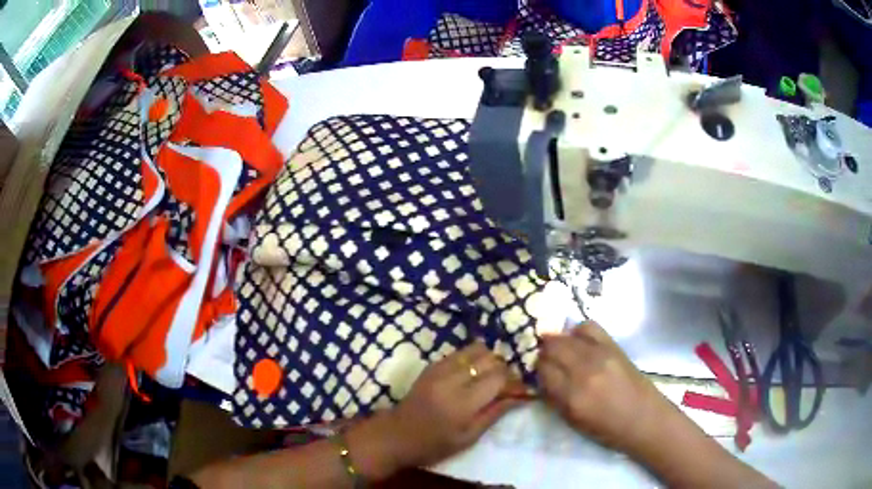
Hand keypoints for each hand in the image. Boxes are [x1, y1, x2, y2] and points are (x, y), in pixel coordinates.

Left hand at [385, 342, 525, 467]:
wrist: (396, 435)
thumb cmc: (434, 445)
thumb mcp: (468, 437)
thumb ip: (494, 413)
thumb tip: (520, 396)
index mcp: (462, 403)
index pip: (498, 378)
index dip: (514, 382)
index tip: (521, 390)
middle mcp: (451, 380)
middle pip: (490, 359)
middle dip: (505, 369)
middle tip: (507, 385)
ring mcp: (439, 369)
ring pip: (476, 349)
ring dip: (490, 360)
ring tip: (491, 377)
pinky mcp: (432, 365)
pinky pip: (461, 352)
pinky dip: (474, 358)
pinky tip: (475, 373)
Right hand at [537, 322, 671, 452]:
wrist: (643, 418)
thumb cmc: (606, 428)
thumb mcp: (572, 420)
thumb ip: (555, 397)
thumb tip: (542, 377)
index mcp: (571, 397)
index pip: (543, 369)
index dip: (537, 369)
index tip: (539, 373)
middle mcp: (584, 371)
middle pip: (552, 347)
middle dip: (545, 352)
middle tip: (546, 359)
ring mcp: (600, 355)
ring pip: (567, 336)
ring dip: (558, 341)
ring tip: (559, 348)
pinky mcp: (613, 346)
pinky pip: (589, 327)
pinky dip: (578, 331)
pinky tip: (578, 340)